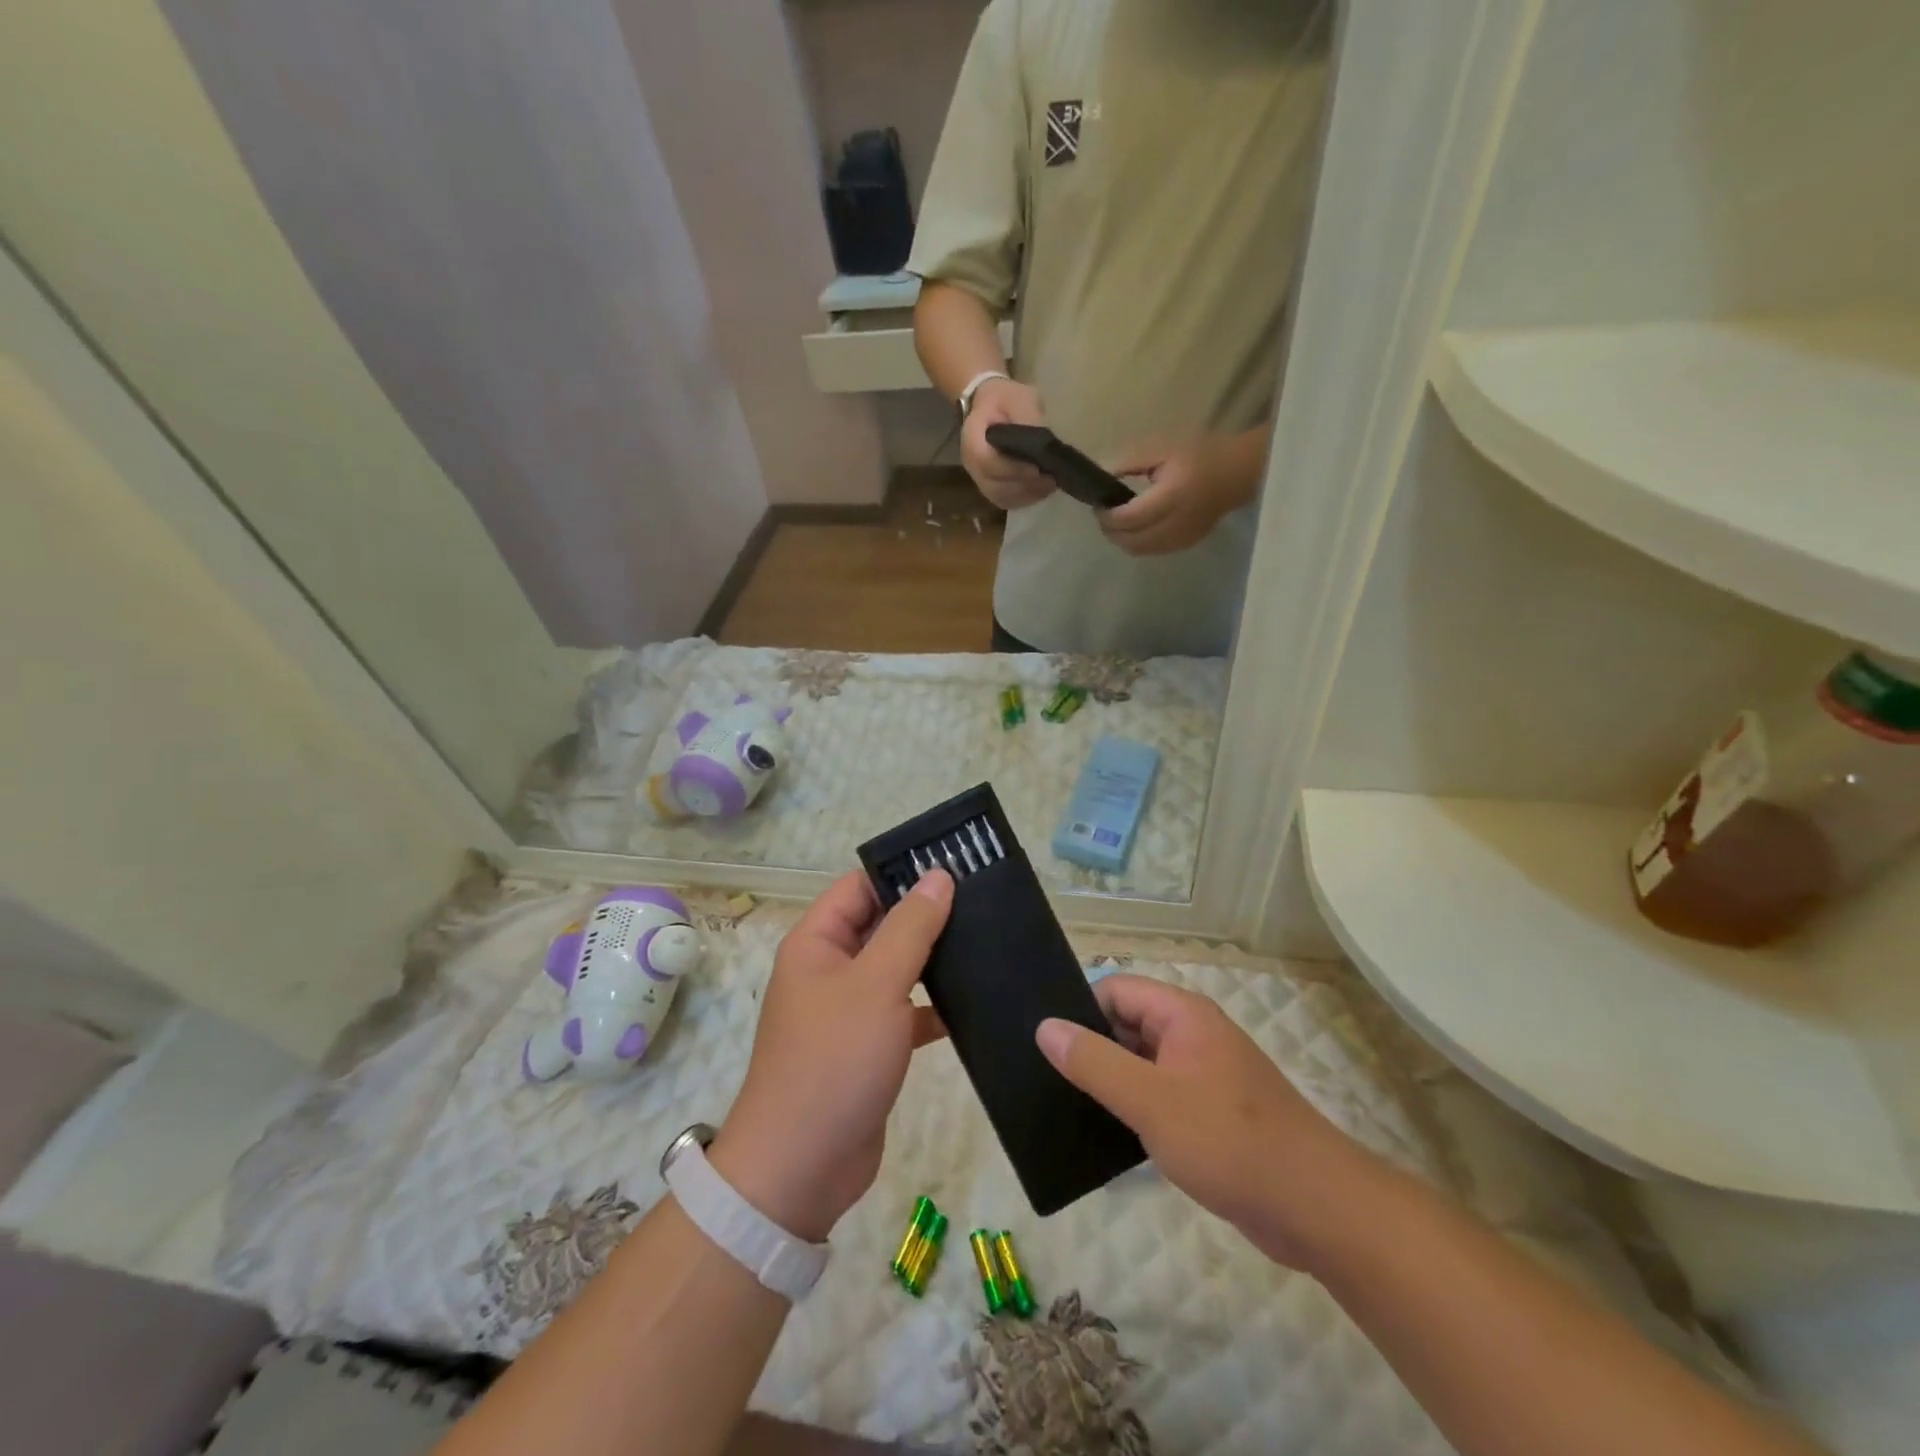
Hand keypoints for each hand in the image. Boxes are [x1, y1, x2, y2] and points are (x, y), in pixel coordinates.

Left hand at [713, 872, 951, 1242]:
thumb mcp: (876, 984)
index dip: (901, 873)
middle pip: (881, 925)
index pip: (860, 887)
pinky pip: (905, 1011)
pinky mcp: (870, 1047)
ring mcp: (849, 1010)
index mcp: (817, 943)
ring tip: (987, 941)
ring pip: (896, 968)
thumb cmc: (833, 1060)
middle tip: (983, 900)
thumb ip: (911, 928)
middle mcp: (830, 969)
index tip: (954, 865)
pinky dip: (934, 1007)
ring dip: (934, 960)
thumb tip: (938, 876)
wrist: (801, 1168)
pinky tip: (975, 1003)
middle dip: (926, 914)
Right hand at [960, 378, 1054, 509]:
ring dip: (1027, 495)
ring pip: (1001, 497)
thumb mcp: (1017, 397)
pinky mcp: (991, 488)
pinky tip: (1043, 490)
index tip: (1036, 469)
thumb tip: (1044, 444)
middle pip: (995, 486)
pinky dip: (1025, 499)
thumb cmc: (1003, 400)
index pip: (987, 462)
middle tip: (1051, 479)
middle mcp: (971, 466)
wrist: (989, 407)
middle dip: (1024, 485)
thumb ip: (1027, 419)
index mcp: (972, 439)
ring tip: (1050, 485)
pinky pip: (1007, 501)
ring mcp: (980, 480)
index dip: (1012, 469)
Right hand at [1036, 975, 1371, 1269]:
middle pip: (1127, 1024)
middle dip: (1091, 1048)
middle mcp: (1193, 1034)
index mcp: (1182, 1014)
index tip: (1044, 1043)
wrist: (1316, 1208)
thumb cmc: (1228, 1141)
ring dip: (1111, 1082)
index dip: (1079, 1010)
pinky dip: (1134, 1109)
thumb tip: (1046, 1027)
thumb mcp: (1150, 1100)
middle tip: (1044, 1077)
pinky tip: (1106, 1136)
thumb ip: (1095, 1062)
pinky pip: (1160, 1096)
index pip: (1115, 990)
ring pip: (1142, 1064)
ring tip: (1064, 1106)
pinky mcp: (1212, 1114)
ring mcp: (1205, 1075)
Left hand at [1098, 430, 1266, 555]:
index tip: (1098, 506)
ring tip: (1116, 522)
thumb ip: (1131, 463)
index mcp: (1170, 496)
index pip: (1130, 517)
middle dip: (1111, 531)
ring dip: (1122, 540)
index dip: (1108, 516)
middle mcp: (1175, 523)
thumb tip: (1103, 475)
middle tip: (1103, 516)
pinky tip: (1135, 529)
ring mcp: (1181, 538)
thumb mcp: (1162, 449)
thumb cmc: (1200, 455)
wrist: (1237, 473)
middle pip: (1131, 540)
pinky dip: (1137, 543)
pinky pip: (1152, 551)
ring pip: (1139, 551)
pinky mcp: (1186, 545)